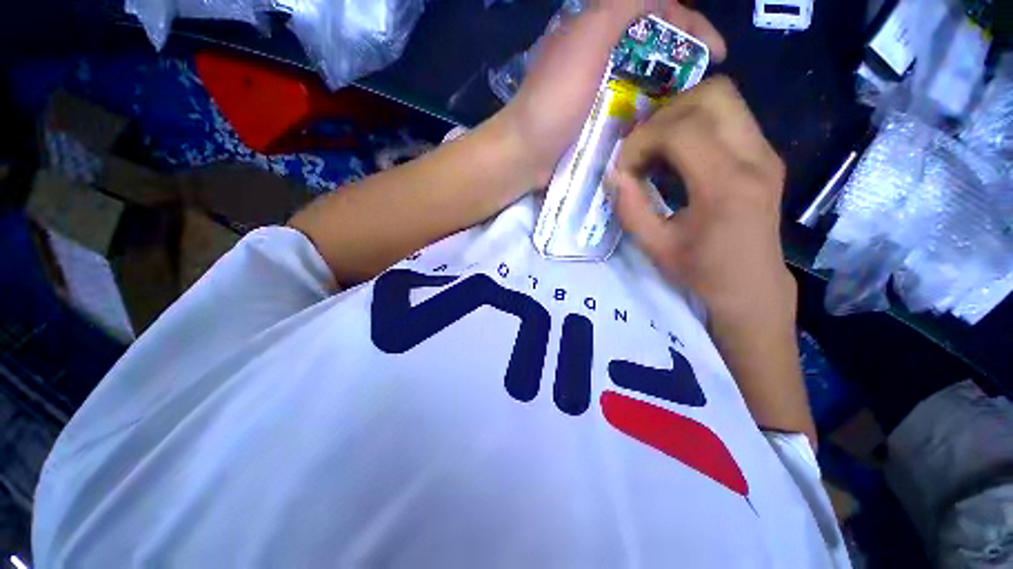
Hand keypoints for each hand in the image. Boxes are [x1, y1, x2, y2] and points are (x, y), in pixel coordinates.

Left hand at [496, 0, 726, 188]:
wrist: (524, 153)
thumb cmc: (555, 99)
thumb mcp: (589, 38)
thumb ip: (623, 4)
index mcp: (595, 28)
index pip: (655, 9)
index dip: (692, 24)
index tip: (719, 53)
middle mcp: (595, 54)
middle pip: (649, 45)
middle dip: (681, 57)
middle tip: (703, 84)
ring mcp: (591, 90)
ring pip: (639, 77)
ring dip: (665, 86)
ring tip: (686, 106)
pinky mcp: (588, 119)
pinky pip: (624, 106)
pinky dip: (643, 109)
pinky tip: (656, 122)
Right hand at [611, 76, 794, 336]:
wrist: (752, 285)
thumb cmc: (702, 272)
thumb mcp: (656, 247)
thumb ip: (631, 209)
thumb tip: (614, 175)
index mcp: (725, 186)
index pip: (682, 129)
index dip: (642, 140)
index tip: (625, 167)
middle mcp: (755, 157)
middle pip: (712, 94)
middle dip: (665, 114)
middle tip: (643, 148)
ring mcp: (765, 152)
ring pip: (724, 98)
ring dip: (681, 115)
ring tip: (658, 150)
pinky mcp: (765, 155)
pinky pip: (730, 116)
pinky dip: (697, 125)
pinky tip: (679, 156)